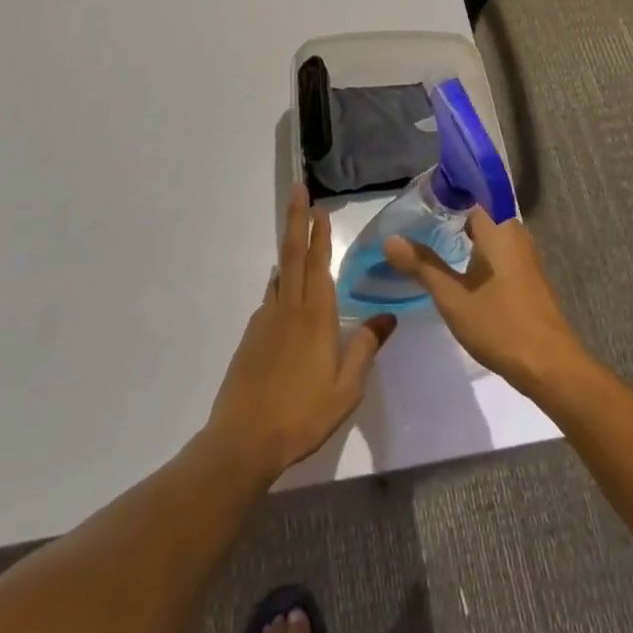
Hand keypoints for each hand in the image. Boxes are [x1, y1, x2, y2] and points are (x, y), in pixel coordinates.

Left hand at [207, 186, 396, 479]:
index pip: (318, 264)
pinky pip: (270, 298)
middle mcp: (288, 309)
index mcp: (315, 317)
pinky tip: (283, 291)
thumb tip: (388, 316)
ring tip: (296, 235)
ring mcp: (266, 321)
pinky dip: (279, 283)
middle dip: (295, 220)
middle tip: (297, 191)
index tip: (319, 207)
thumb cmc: (302, 414)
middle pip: (292, 255)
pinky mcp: (251, 338)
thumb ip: (365, 348)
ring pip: (280, 275)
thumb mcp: (346, 389)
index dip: (319, 234)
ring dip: (289, 249)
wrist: (243, 441)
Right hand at [383, 211, 587, 397]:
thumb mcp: (452, 297)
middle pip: (479, 214)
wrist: (549, 367)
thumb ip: (422, 265)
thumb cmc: (500, 325)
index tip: (419, 197)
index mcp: (499, 229)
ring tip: (429, 242)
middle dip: (450, 216)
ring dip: (463, 237)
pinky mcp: (527, 277)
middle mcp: (515, 234)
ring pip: (488, 235)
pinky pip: (497, 252)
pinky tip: (457, 269)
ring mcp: (524, 256)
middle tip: (416, 222)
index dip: (445, 192)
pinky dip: (476, 254)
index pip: (470, 194)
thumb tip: (391, 239)